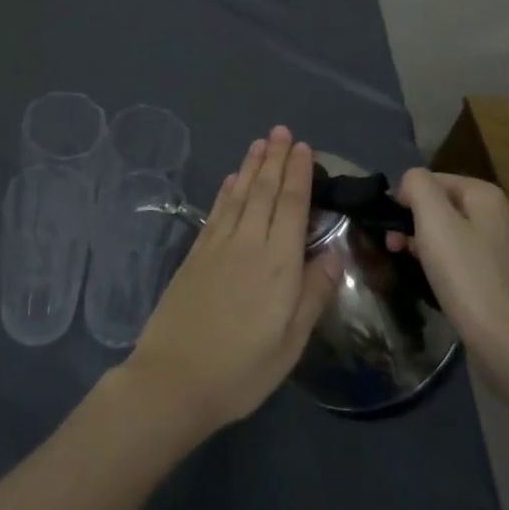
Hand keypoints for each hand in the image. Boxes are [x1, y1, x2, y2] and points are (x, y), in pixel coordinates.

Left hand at [124, 127, 341, 436]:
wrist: (174, 378)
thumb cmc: (242, 368)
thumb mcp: (290, 343)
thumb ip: (313, 294)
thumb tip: (334, 253)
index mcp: (278, 263)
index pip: (290, 205)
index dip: (298, 174)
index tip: (303, 147)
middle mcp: (248, 243)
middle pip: (263, 191)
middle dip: (274, 158)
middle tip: (281, 131)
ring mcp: (217, 245)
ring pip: (238, 194)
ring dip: (250, 166)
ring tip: (259, 143)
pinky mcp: (196, 254)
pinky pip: (216, 211)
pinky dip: (226, 190)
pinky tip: (231, 179)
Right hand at [387, 170, 508, 343]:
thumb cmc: (467, 275)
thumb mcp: (434, 220)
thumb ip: (418, 186)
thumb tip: (412, 182)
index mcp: (489, 197)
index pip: (437, 180)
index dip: (407, 196)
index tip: (389, 223)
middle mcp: (506, 217)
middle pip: (448, 207)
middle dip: (416, 222)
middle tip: (392, 246)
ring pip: (458, 235)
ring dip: (429, 244)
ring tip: (409, 264)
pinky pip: (471, 261)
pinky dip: (450, 266)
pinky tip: (437, 283)